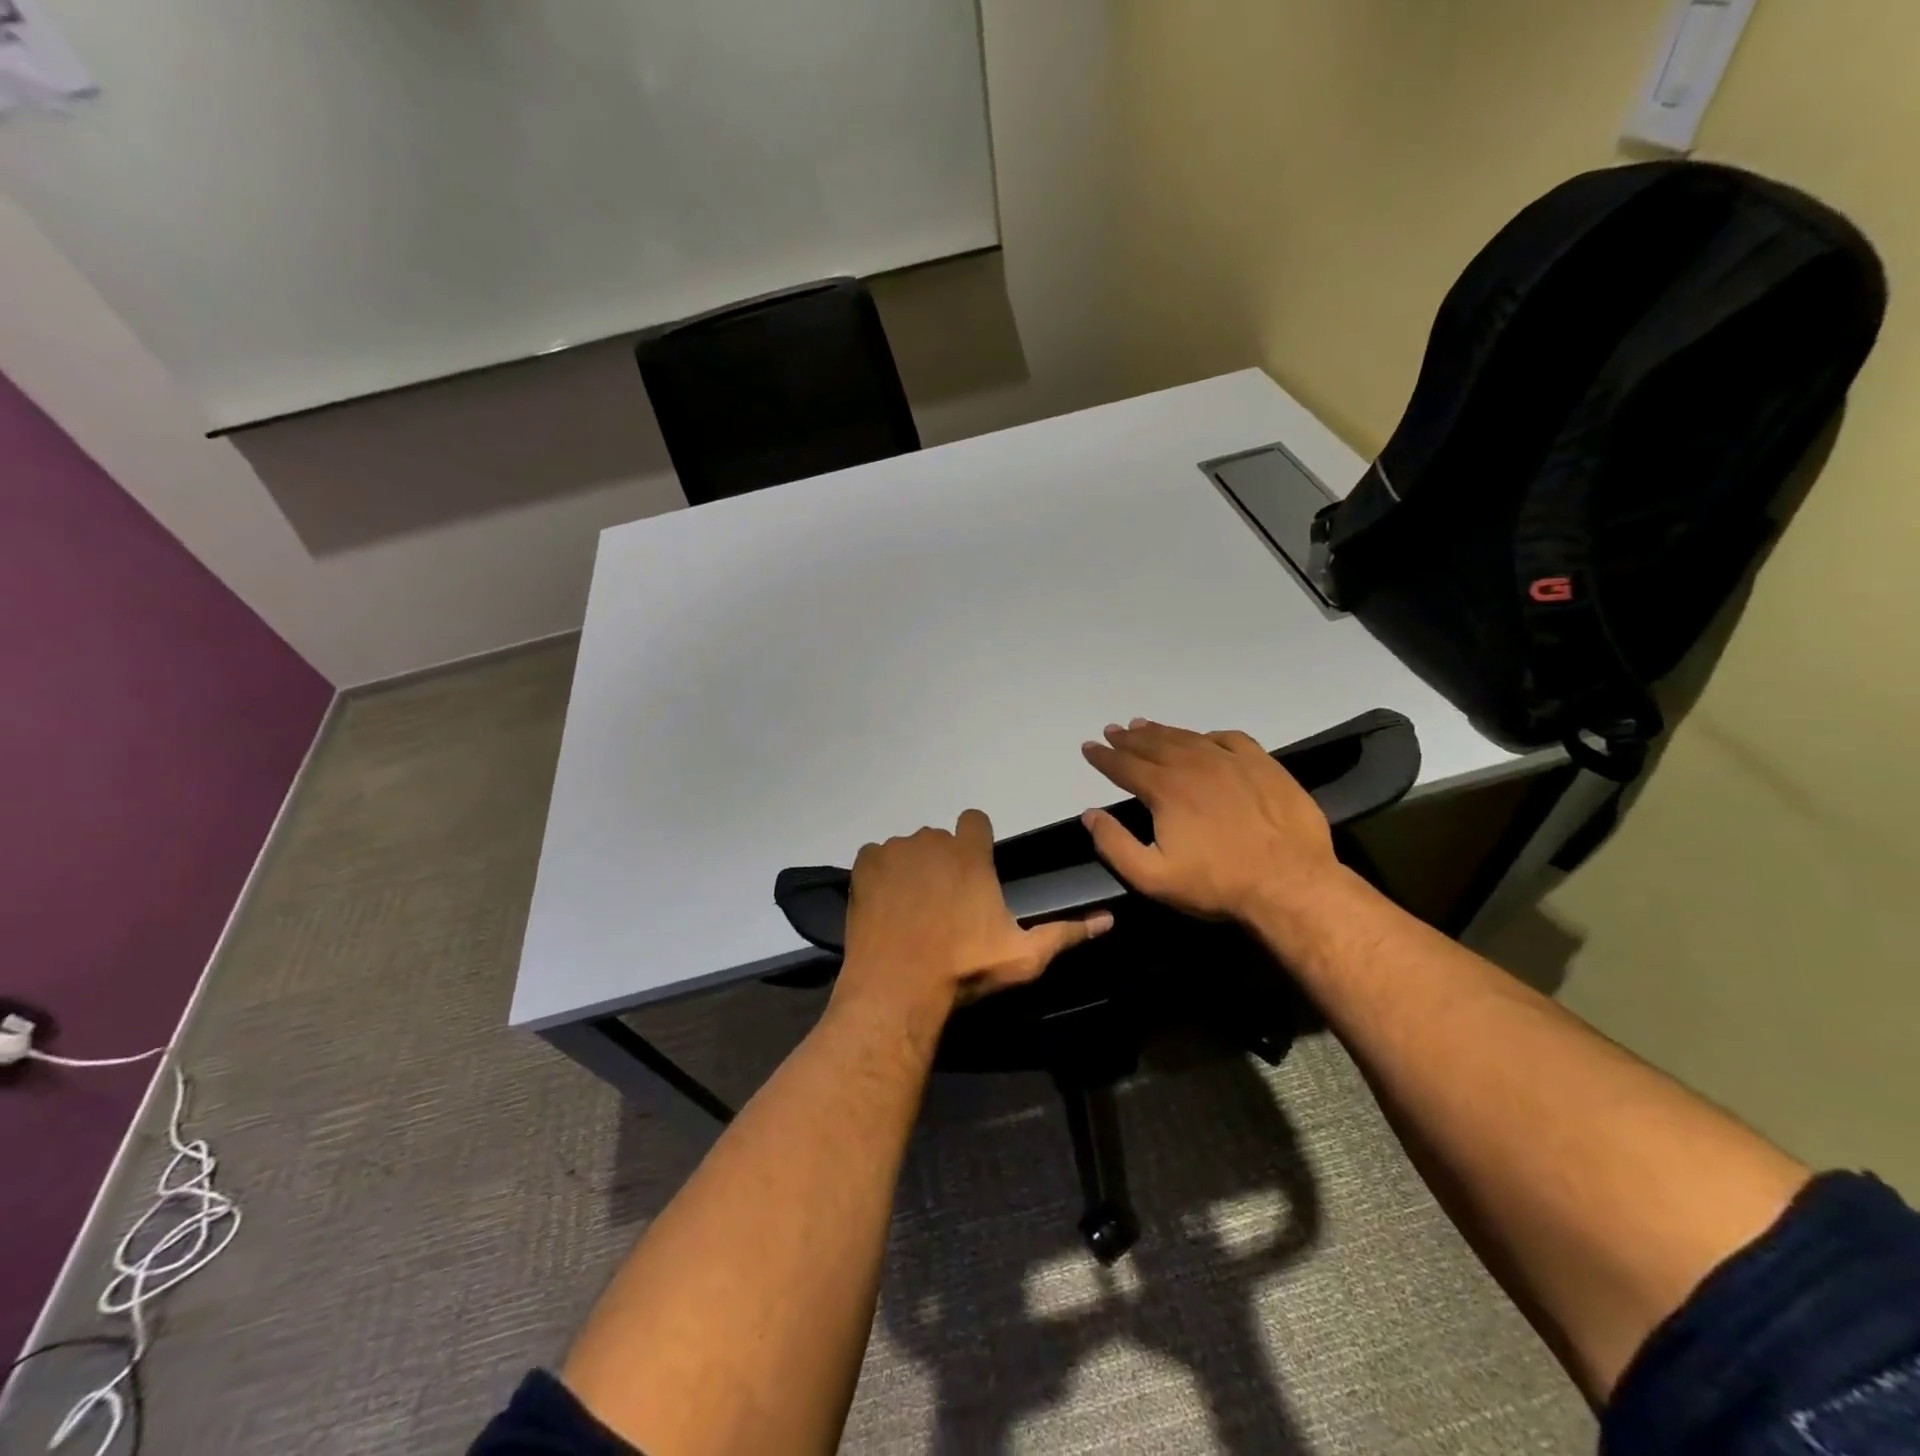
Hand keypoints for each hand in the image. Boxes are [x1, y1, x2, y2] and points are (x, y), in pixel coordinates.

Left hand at [836, 809, 1113, 1022]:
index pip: (975, 820)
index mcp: (969, 853)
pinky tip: (887, 905)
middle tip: (945, 902)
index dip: (976, 841)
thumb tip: (1109, 919)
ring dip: (912, 868)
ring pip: (908, 848)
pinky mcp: (864, 867)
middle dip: (944, 860)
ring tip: (913, 909)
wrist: (898, 990)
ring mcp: (894, 852)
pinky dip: (880, 874)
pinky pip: (875, 857)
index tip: (975, 871)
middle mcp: (931, 841)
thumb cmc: (965, 970)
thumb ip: (1066, 933)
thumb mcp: (1023, 956)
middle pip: (940, 838)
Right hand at [1080, 719, 1339, 923]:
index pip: (1124, 765)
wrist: (1290, 883)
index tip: (1089, 747)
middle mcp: (1194, 765)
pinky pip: (1231, 739)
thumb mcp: (1152, 877)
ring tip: (1145, 726)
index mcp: (1165, 789)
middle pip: (1153, 744)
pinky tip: (1205, 738)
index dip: (1103, 756)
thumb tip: (1090, 815)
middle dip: (1129, 738)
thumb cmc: (1216, 884)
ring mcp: (1232, 761)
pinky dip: (1210, 735)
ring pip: (1188, 737)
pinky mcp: (1263, 765)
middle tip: (1114, 730)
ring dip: (1162, 731)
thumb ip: (1114, 844)